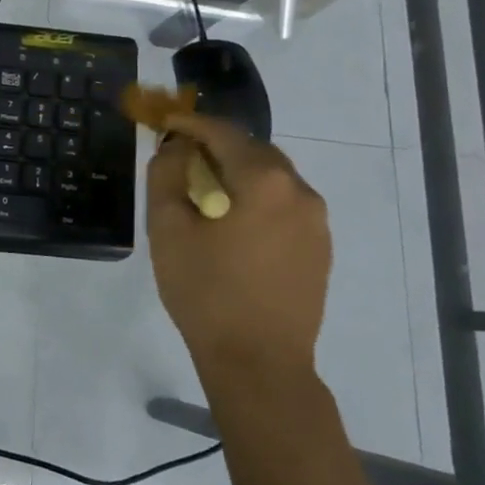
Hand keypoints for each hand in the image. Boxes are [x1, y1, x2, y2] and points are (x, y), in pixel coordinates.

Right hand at [145, 113, 331, 377]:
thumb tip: (177, 147)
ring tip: (204, 193)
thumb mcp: (168, 228)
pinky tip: (232, 224)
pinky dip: (256, 199)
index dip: (190, 124)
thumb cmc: (206, 292)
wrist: (259, 362)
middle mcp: (300, 192)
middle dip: (216, 147)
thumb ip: (167, 174)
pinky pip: (284, 206)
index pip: (224, 133)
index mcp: (265, 181)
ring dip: (237, 174)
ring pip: (272, 178)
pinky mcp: (319, 248)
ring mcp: (317, 222)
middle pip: (253, 151)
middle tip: (181, 158)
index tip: (165, 122)